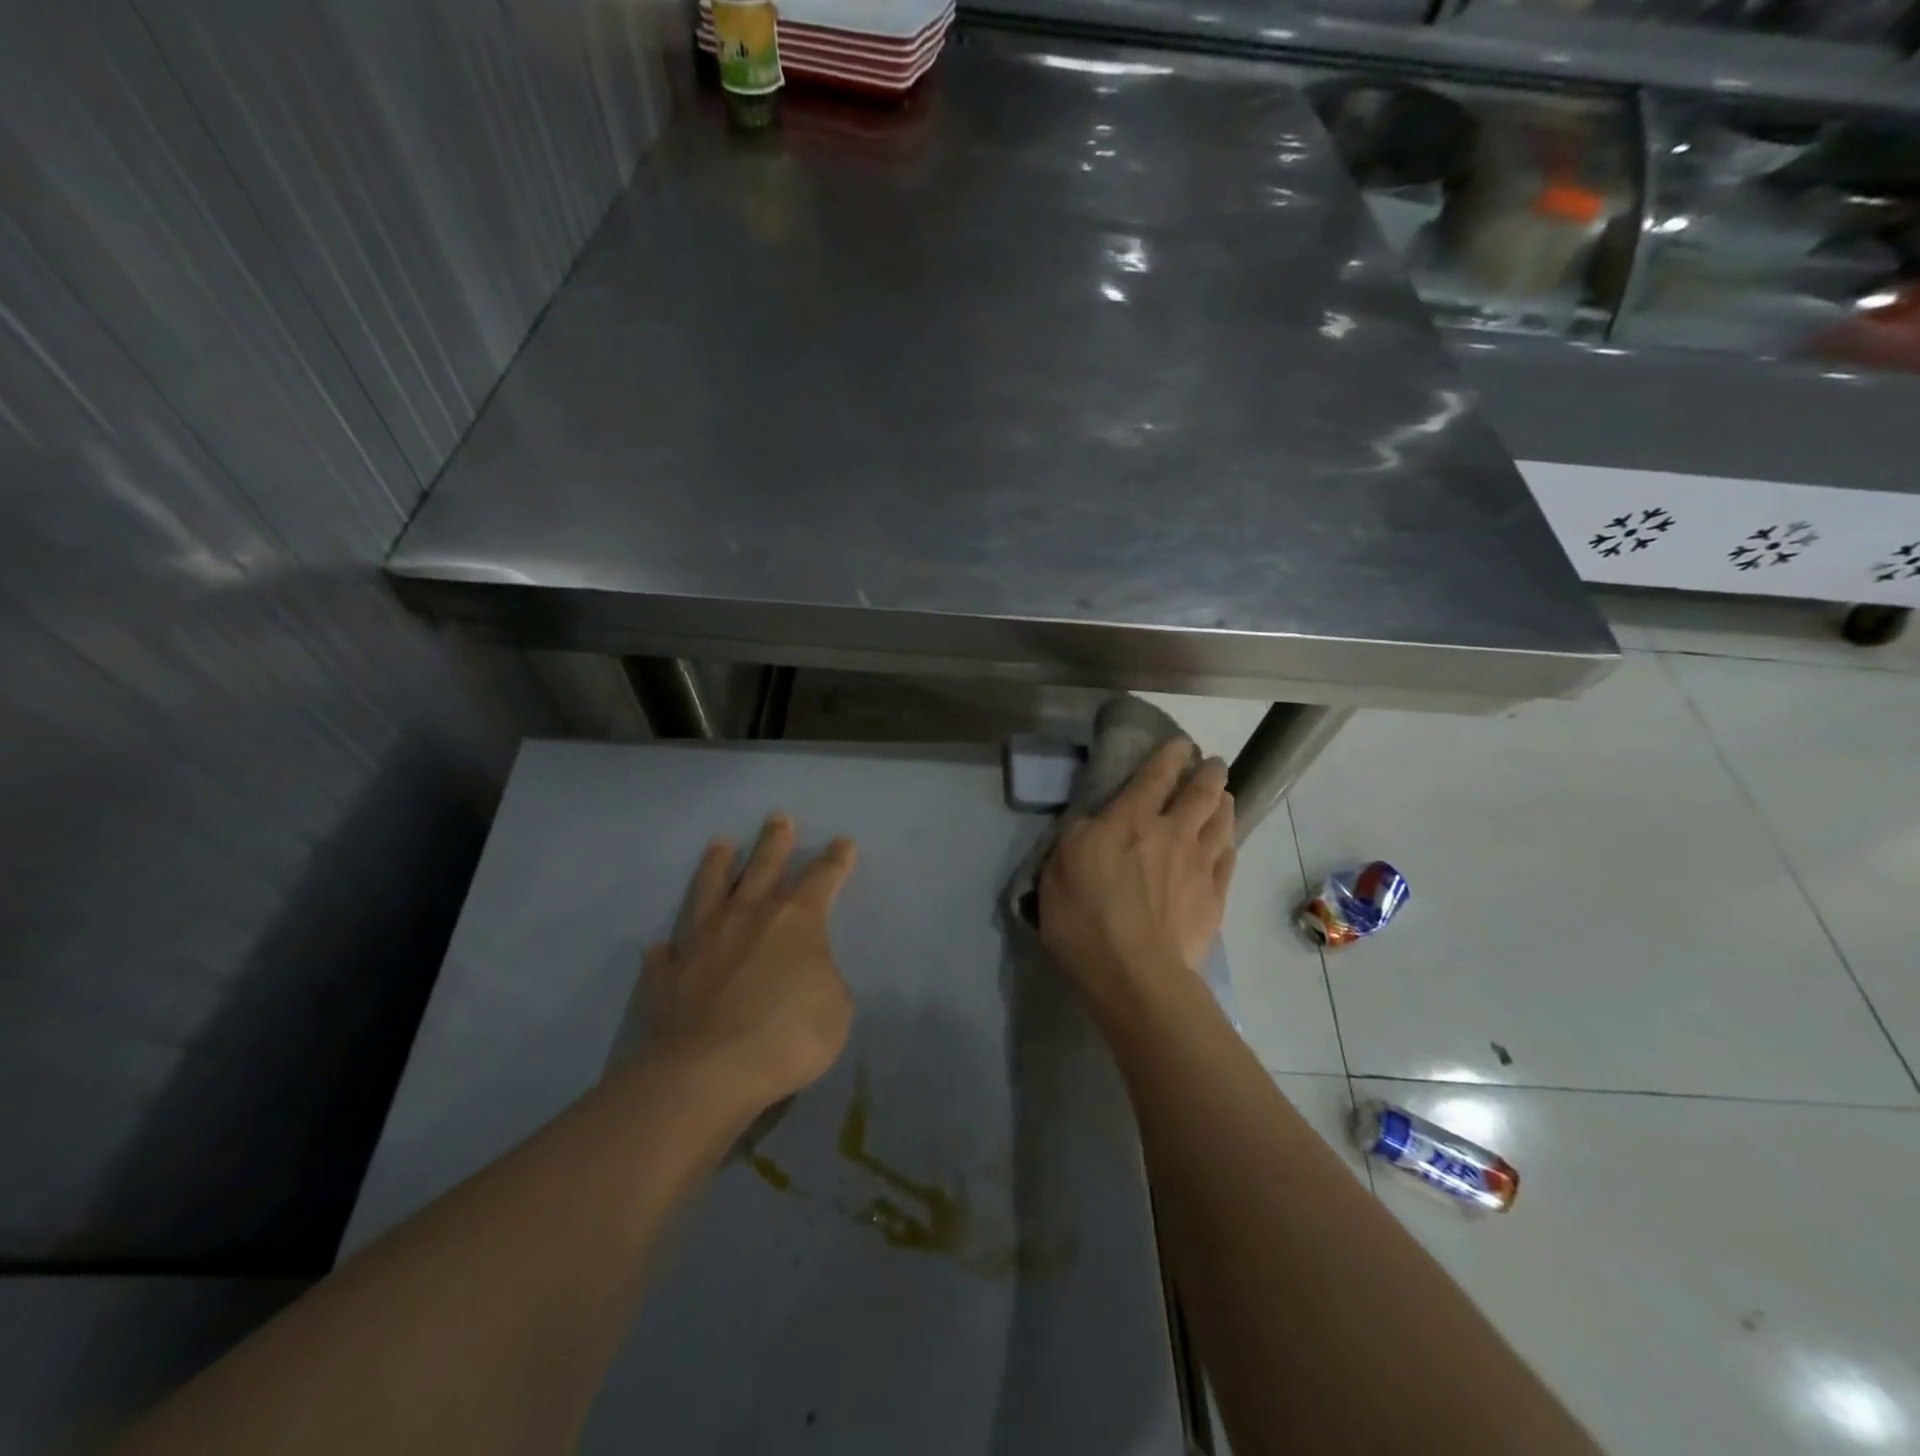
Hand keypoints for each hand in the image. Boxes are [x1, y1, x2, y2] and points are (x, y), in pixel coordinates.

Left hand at [641, 814, 856, 1115]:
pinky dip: (666, 950)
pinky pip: (666, 956)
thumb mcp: (836, 1007)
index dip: (835, 860)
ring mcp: (703, 940)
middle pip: (765, 866)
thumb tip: (803, 971)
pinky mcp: (669, 974)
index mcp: (796, 919)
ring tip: (720, 844)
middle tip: (777, 817)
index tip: (842, 843)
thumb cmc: (788, 1034)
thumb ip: (822, 977)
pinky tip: (660, 947)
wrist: (711, 1071)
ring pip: (711, 890)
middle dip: (775, 841)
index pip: (822, 878)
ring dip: (718, 866)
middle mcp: (748, 916)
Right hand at [1038, 739, 1235, 1018]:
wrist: (1134, 975)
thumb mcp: (1058, 866)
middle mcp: (1172, 833)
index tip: (1181, 744)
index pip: (1156, 774)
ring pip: (1222, 822)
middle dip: (1210, 772)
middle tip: (1213, 764)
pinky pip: (1228, 859)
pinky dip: (1228, 844)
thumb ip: (1080, 833)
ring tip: (1224, 797)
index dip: (1171, 754)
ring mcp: (1199, 866)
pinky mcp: (1214, 898)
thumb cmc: (1084, 917)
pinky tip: (1226, 843)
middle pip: (1202, 792)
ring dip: (1224, 803)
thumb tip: (1098, 820)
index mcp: (1130, 820)